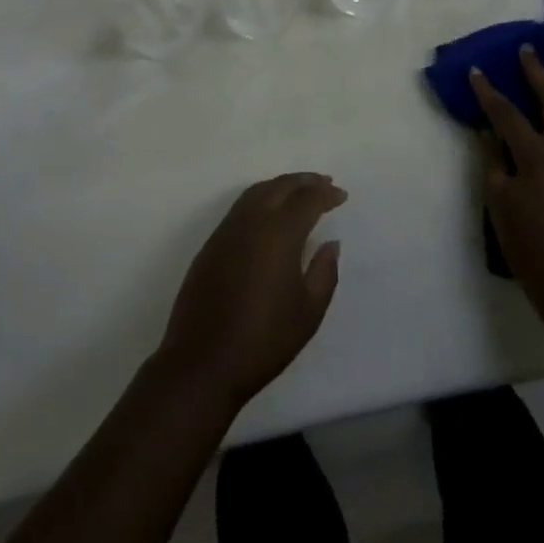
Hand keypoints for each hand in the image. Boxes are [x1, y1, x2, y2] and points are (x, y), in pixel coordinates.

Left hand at [155, 173, 345, 408]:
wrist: (203, 361)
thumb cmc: (264, 340)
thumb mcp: (308, 312)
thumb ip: (324, 272)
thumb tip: (330, 243)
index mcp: (278, 233)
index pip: (306, 199)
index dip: (325, 194)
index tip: (341, 195)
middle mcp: (251, 221)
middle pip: (280, 186)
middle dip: (304, 181)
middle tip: (324, 183)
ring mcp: (227, 230)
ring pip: (257, 192)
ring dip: (280, 186)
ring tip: (299, 191)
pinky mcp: (211, 243)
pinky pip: (241, 207)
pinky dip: (261, 199)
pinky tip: (269, 213)